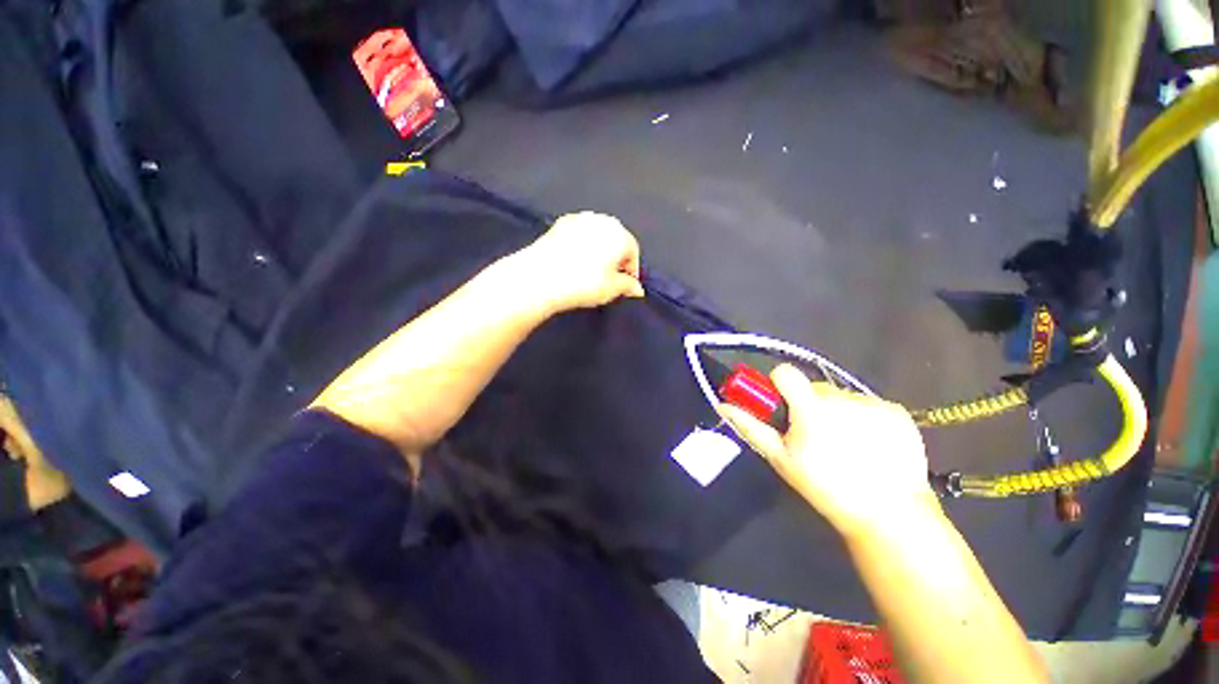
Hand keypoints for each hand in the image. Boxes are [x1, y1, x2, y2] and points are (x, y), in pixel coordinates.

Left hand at [518, 212, 643, 313]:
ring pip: (596, 236)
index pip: (633, 252)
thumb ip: (628, 286)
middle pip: (615, 240)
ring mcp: (578, 218)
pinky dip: (581, 246)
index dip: (631, 271)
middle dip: (615, 259)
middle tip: (609, 279)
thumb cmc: (583, 283)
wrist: (540, 276)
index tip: (625, 287)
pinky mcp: (559, 223)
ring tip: (591, 271)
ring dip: (598, 251)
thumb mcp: (611, 289)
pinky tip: (574, 261)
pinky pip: (578, 235)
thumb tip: (637, 288)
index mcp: (619, 233)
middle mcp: (601, 219)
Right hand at [717, 365, 937, 537]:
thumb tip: (722, 405)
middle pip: (813, 388)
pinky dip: (863, 419)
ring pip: (841, 397)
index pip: (785, 373)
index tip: (784, 408)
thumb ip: (751, 427)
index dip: (779, 387)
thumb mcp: (781, 458)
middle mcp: (842, 398)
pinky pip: (867, 405)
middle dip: (808, 406)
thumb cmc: (826, 487)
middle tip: (814, 438)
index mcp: (811, 408)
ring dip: (836, 413)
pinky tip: (869, 446)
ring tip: (845, 446)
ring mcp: (873, 404)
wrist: (890, 515)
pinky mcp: (897, 411)